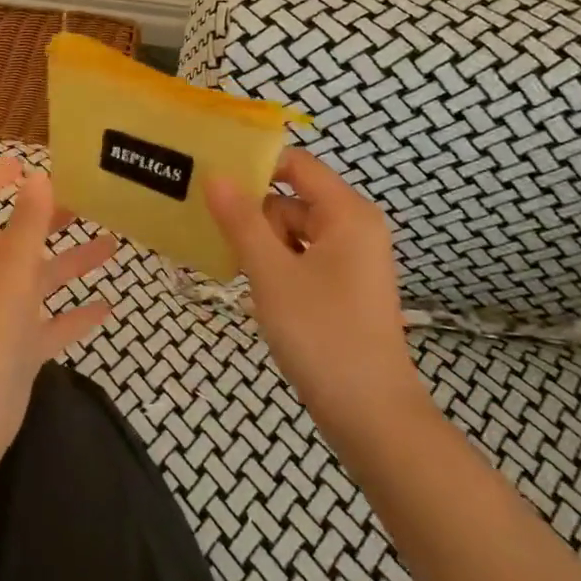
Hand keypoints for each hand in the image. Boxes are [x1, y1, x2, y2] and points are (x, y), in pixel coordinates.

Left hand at [0, 156, 117, 490]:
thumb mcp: (9, 275)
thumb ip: (26, 226)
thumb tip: (38, 175)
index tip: (25, 163)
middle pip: (17, 238)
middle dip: (46, 217)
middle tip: (87, 202)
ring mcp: (4, 319)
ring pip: (41, 280)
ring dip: (72, 262)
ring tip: (113, 245)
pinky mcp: (20, 353)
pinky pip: (53, 325)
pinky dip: (77, 314)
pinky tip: (108, 307)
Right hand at [206, 149, 422, 447]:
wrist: (370, 415)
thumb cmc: (321, 334)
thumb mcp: (271, 273)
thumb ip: (241, 221)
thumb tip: (215, 176)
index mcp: (347, 214)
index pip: (297, 164)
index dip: (255, 165)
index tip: (211, 177)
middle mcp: (354, 228)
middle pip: (292, 198)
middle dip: (254, 215)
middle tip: (217, 236)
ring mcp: (351, 260)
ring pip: (293, 231)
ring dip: (262, 245)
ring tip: (236, 270)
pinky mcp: (343, 287)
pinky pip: (301, 257)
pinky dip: (276, 265)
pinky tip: (254, 287)